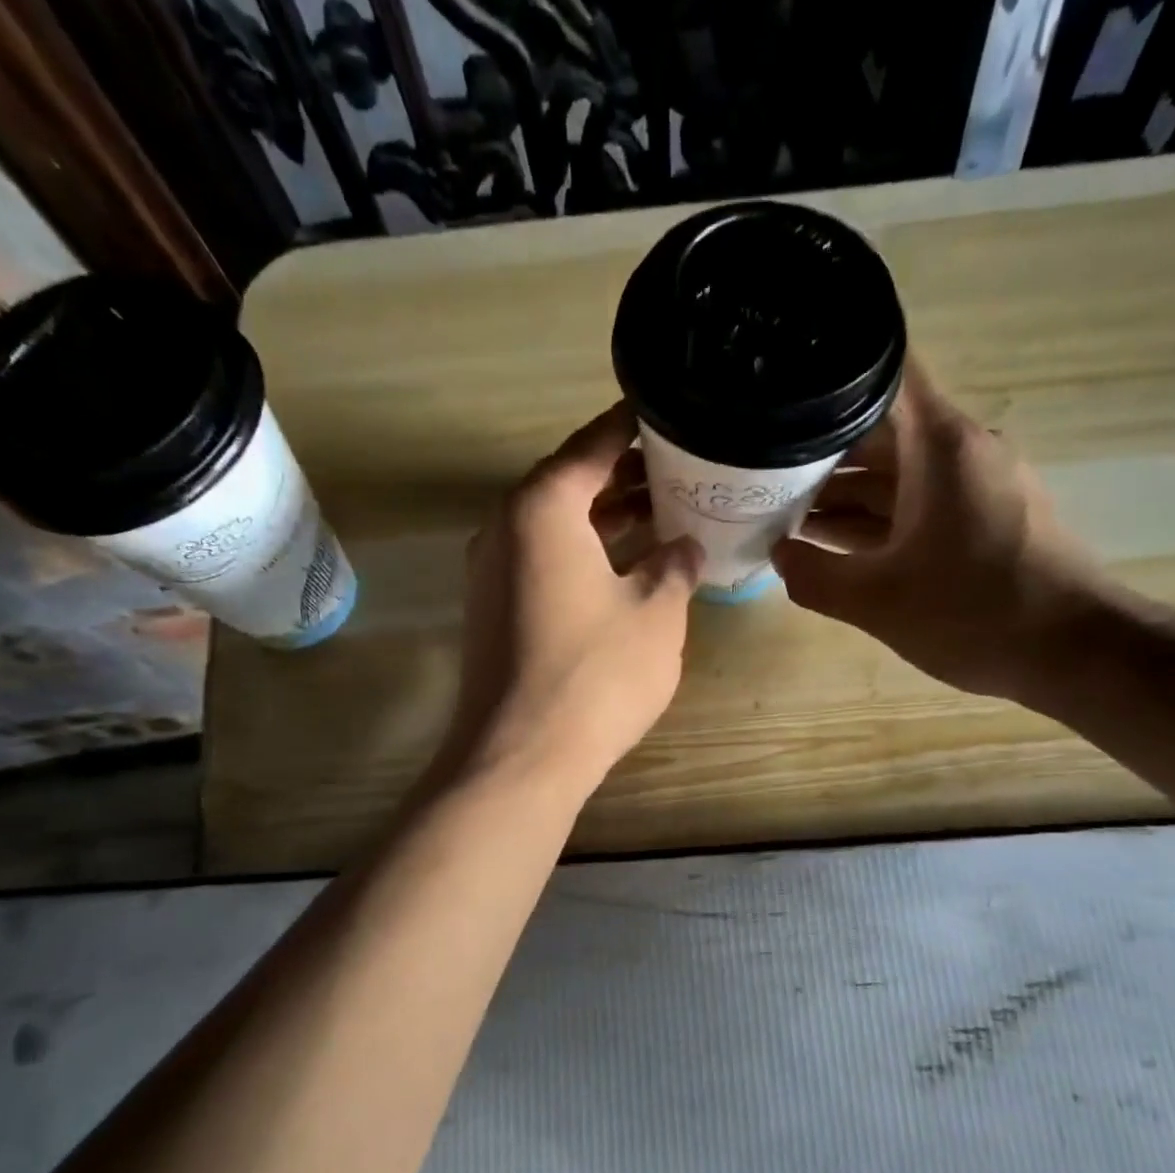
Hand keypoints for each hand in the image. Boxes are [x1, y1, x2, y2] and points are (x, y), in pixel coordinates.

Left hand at [441, 401, 703, 795]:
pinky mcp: (491, 611)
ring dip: (602, 520)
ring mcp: (491, 572)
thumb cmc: (596, 673)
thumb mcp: (656, 613)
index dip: (632, 428)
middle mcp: (504, 527)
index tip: (668, 415)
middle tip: (677, 471)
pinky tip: (622, 569)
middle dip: (622, 477)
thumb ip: (674, 566)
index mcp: (542, 507)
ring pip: (554, 527)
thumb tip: (683, 546)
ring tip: (659, 515)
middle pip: (568, 484)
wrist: (520, 756)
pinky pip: (541, 562)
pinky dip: (581, 555)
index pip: (592, 446)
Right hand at [771, 360, 1106, 703]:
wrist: (1073, 652)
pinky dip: (872, 519)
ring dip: (841, 492)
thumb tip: (777, 553)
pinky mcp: (979, 520)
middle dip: (817, 451)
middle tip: (756, 471)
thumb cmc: (974, 613)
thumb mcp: (876, 601)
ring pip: (894, 473)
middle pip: (878, 430)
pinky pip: (914, 505)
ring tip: (777, 511)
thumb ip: (813, 575)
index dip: (829, 373)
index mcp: (939, 445)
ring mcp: (972, 487)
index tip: (780, 387)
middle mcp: (958, 451)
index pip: (883, 373)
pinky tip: (827, 543)